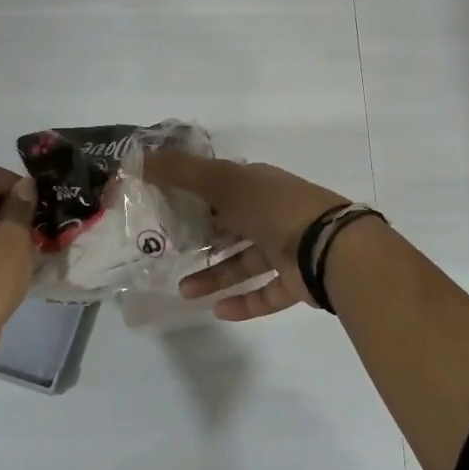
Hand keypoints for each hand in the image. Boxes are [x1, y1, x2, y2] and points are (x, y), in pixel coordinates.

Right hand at [144, 152, 348, 320]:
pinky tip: (218, 311)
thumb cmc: (272, 208)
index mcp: (257, 185)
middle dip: (200, 240)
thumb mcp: (222, 181)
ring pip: (244, 262)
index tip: (164, 210)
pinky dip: (243, 302)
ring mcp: (287, 248)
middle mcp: (271, 214)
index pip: (221, 188)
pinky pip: (265, 293)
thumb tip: (138, 158)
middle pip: (230, 226)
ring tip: (184, 291)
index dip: (193, 196)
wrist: (330, 247)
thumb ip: (181, 172)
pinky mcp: (296, 280)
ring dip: (214, 276)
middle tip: (169, 254)